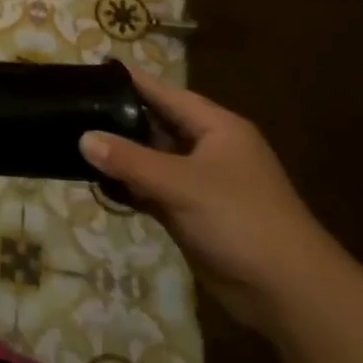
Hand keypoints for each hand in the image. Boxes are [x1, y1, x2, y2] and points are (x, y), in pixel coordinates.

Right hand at [80, 73, 341, 332]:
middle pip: (157, 125)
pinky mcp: (192, 213)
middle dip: (119, 119)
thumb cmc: (240, 220)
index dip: (133, 82)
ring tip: (74, 141)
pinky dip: (129, 186)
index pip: (167, 94)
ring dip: (121, 156)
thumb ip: (129, 160)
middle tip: (75, 108)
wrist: (288, 292)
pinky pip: (153, 189)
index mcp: (217, 128)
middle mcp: (209, 149)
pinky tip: (98, 183)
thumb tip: (83, 138)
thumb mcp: (181, 184)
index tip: (95, 70)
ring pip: (152, 159)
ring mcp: (200, 183)